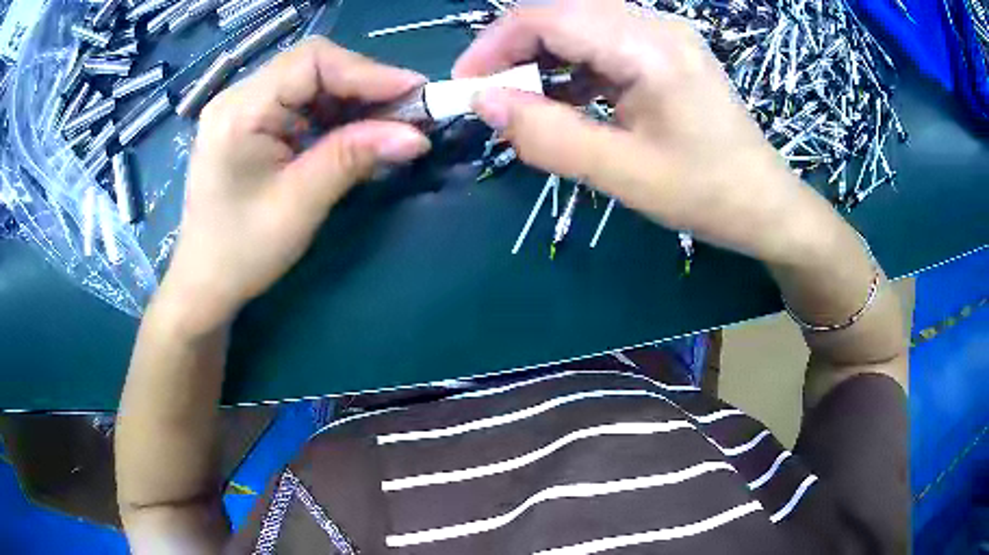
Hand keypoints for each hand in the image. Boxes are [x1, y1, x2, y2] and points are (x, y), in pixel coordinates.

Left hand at [162, 37, 431, 325]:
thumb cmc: (242, 252)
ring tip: (390, 124)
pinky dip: (334, 114)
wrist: (205, 283)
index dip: (368, 71)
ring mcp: (243, 108)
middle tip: (408, 112)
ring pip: (310, 82)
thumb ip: (353, 158)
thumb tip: (417, 136)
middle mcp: (238, 97)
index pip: (311, 62)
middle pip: (313, 66)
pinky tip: (356, 133)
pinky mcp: (251, 123)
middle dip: (364, 84)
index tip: (415, 92)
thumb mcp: (300, 204)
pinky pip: (301, 103)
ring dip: (353, 100)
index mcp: (240, 112)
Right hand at [456, 0, 823, 261]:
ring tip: (523, 104)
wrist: (766, 203)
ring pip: (579, 27)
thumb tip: (485, 104)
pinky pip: (602, 44)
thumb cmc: (707, 194)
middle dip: (514, 51)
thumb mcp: (624, 173)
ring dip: (541, 60)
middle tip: (489, 98)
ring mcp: (663, 35)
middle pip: (560, 14)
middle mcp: (655, 25)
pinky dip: (571, 69)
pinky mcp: (665, 52)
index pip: (548, 17)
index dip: (494, 45)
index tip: (464, 87)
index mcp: (648, 47)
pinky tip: (563, 101)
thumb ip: (549, 136)